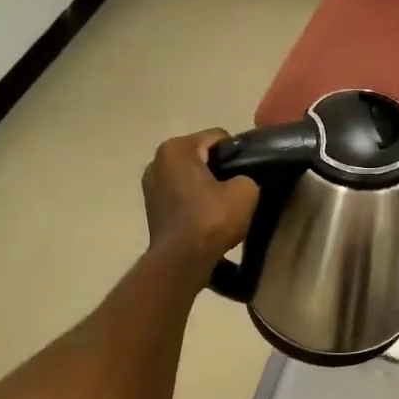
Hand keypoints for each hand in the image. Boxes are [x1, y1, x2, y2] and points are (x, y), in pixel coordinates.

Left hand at [143, 129, 258, 275]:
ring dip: (205, 185)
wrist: (182, 261)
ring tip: (222, 205)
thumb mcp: (245, 191)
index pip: (218, 137)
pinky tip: (207, 216)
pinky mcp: (151, 206)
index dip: (238, 152)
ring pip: (190, 175)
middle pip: (201, 155)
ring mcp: (150, 184)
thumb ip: (247, 175)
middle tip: (237, 189)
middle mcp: (157, 160)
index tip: (248, 172)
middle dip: (219, 168)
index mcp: (176, 148)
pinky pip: (180, 193)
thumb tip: (241, 180)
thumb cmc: (211, 220)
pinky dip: (193, 200)